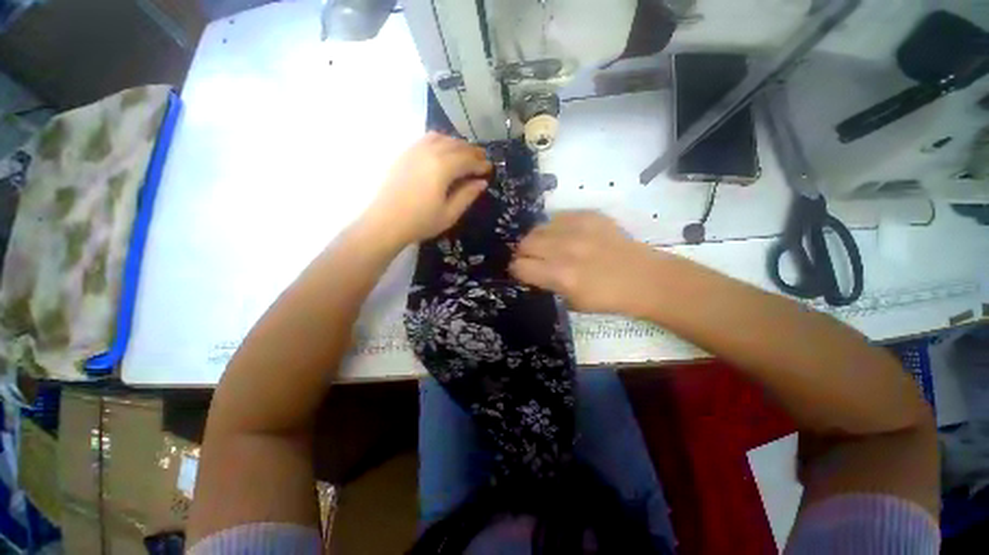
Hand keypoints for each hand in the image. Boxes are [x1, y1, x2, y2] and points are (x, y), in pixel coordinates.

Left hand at [364, 132, 491, 245]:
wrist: (385, 222)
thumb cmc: (420, 222)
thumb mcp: (449, 214)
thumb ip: (467, 195)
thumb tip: (482, 182)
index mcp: (442, 168)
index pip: (468, 159)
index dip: (481, 163)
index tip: (489, 169)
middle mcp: (429, 152)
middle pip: (456, 145)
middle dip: (472, 151)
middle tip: (482, 159)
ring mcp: (414, 150)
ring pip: (441, 138)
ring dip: (457, 144)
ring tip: (465, 154)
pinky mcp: (404, 154)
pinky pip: (426, 139)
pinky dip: (440, 141)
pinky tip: (443, 152)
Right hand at [510, 211, 670, 314]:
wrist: (643, 278)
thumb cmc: (607, 298)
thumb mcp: (571, 303)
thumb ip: (547, 286)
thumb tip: (531, 273)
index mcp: (560, 276)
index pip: (520, 266)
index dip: (517, 270)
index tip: (522, 272)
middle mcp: (565, 249)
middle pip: (524, 243)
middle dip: (523, 253)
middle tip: (533, 259)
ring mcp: (577, 228)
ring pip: (537, 227)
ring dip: (537, 239)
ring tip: (547, 246)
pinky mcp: (589, 215)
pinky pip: (557, 216)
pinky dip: (555, 227)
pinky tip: (564, 235)